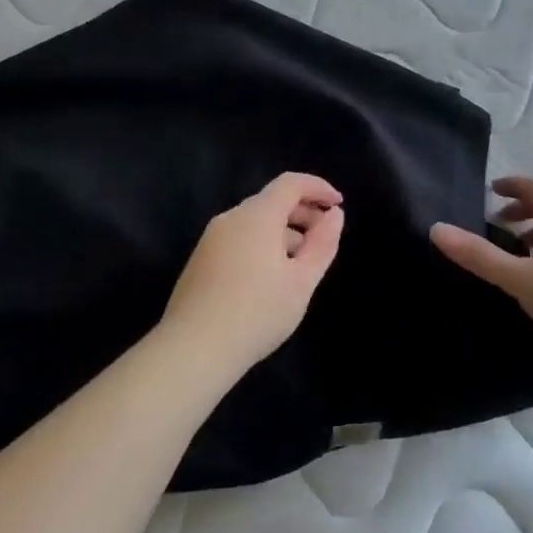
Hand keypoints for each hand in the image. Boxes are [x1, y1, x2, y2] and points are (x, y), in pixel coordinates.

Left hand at [158, 172, 345, 373]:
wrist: (194, 348)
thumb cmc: (257, 313)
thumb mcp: (301, 281)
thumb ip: (322, 244)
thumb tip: (334, 215)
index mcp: (257, 216)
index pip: (290, 183)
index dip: (318, 188)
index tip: (339, 204)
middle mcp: (231, 218)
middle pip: (271, 201)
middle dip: (302, 212)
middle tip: (324, 238)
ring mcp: (211, 239)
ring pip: (254, 222)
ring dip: (283, 232)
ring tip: (301, 264)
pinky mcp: (201, 259)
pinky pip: (239, 239)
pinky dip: (262, 245)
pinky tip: (270, 279)